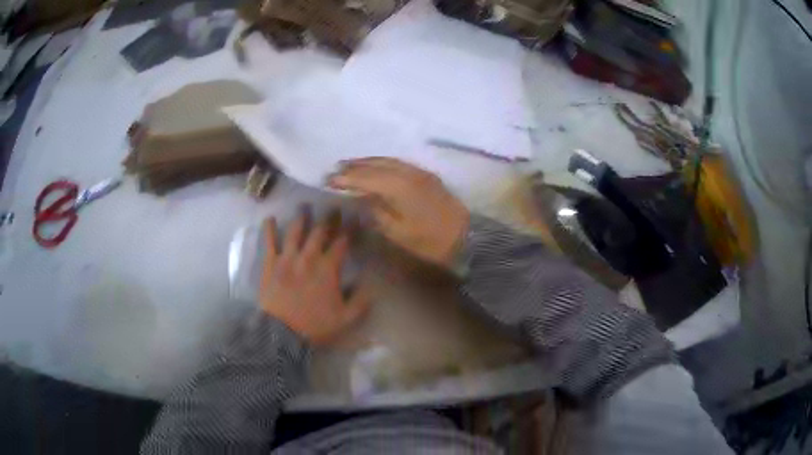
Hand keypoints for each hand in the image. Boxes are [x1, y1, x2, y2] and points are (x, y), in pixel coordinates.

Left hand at [260, 209, 370, 345]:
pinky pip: (269, 243)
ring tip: (304, 205)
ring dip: (301, 218)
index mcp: (328, 269)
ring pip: (295, 232)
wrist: (282, 333)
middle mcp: (308, 257)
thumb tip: (370, 285)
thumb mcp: (345, 319)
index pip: (342, 243)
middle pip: (320, 232)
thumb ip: (360, 302)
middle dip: (329, 218)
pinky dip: (269, 230)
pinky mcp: (270, 264)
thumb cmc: (314, 326)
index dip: (350, 229)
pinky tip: (270, 218)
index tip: (356, 218)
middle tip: (333, 207)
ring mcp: (287, 258)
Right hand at [329, 158, 469, 268]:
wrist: (468, 238)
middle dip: (355, 166)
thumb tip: (362, 197)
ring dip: (368, 162)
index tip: (329, 179)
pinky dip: (383, 163)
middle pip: (376, 165)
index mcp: (399, 188)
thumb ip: (377, 212)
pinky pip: (399, 163)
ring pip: (389, 161)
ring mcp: (420, 173)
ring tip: (351, 165)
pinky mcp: (428, 176)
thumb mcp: (398, 234)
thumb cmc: (431, 242)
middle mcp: (409, 173)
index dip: (347, 178)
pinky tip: (377, 168)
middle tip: (336, 169)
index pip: (366, 178)